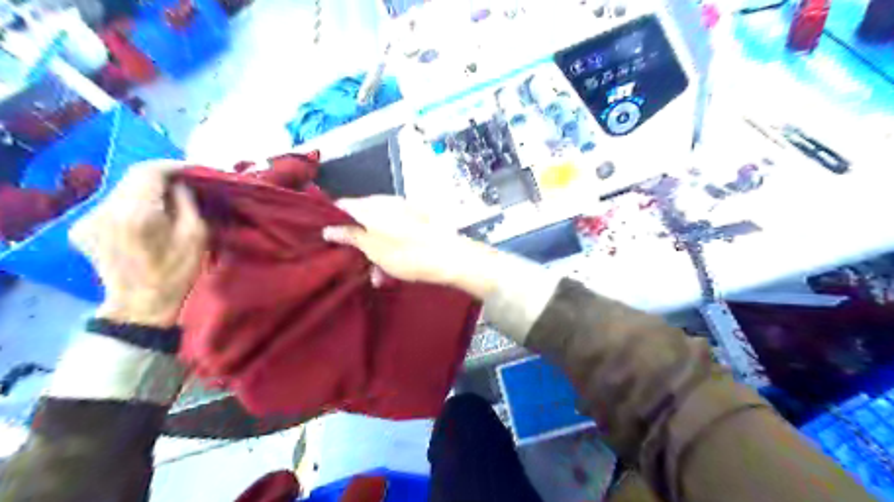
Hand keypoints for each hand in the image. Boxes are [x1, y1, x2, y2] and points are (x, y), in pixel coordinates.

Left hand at [68, 159, 207, 324]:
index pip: (149, 171)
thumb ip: (187, 203)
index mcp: (136, 213)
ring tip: (167, 200)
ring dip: (145, 190)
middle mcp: (105, 210)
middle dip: (159, 177)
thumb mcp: (197, 236)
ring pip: (120, 190)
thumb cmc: (177, 272)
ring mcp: (87, 219)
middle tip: (184, 183)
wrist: (141, 305)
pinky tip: (146, 215)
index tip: (192, 170)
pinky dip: (131, 203)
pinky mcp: (82, 228)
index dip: (172, 166)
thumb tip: (180, 184)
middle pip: (131, 178)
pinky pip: (111, 204)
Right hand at [321, 194, 499, 297]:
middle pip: (363, 218)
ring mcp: (404, 210)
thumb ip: (350, 236)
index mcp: (372, 206)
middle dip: (358, 242)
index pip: (343, 205)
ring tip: (379, 275)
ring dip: (376, 251)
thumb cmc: (408, 254)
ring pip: (380, 228)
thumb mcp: (374, 249)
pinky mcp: (418, 220)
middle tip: (357, 263)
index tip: (329, 240)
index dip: (334, 221)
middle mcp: (387, 202)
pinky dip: (391, 248)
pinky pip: (397, 232)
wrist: (451, 257)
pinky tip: (394, 269)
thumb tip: (328, 228)